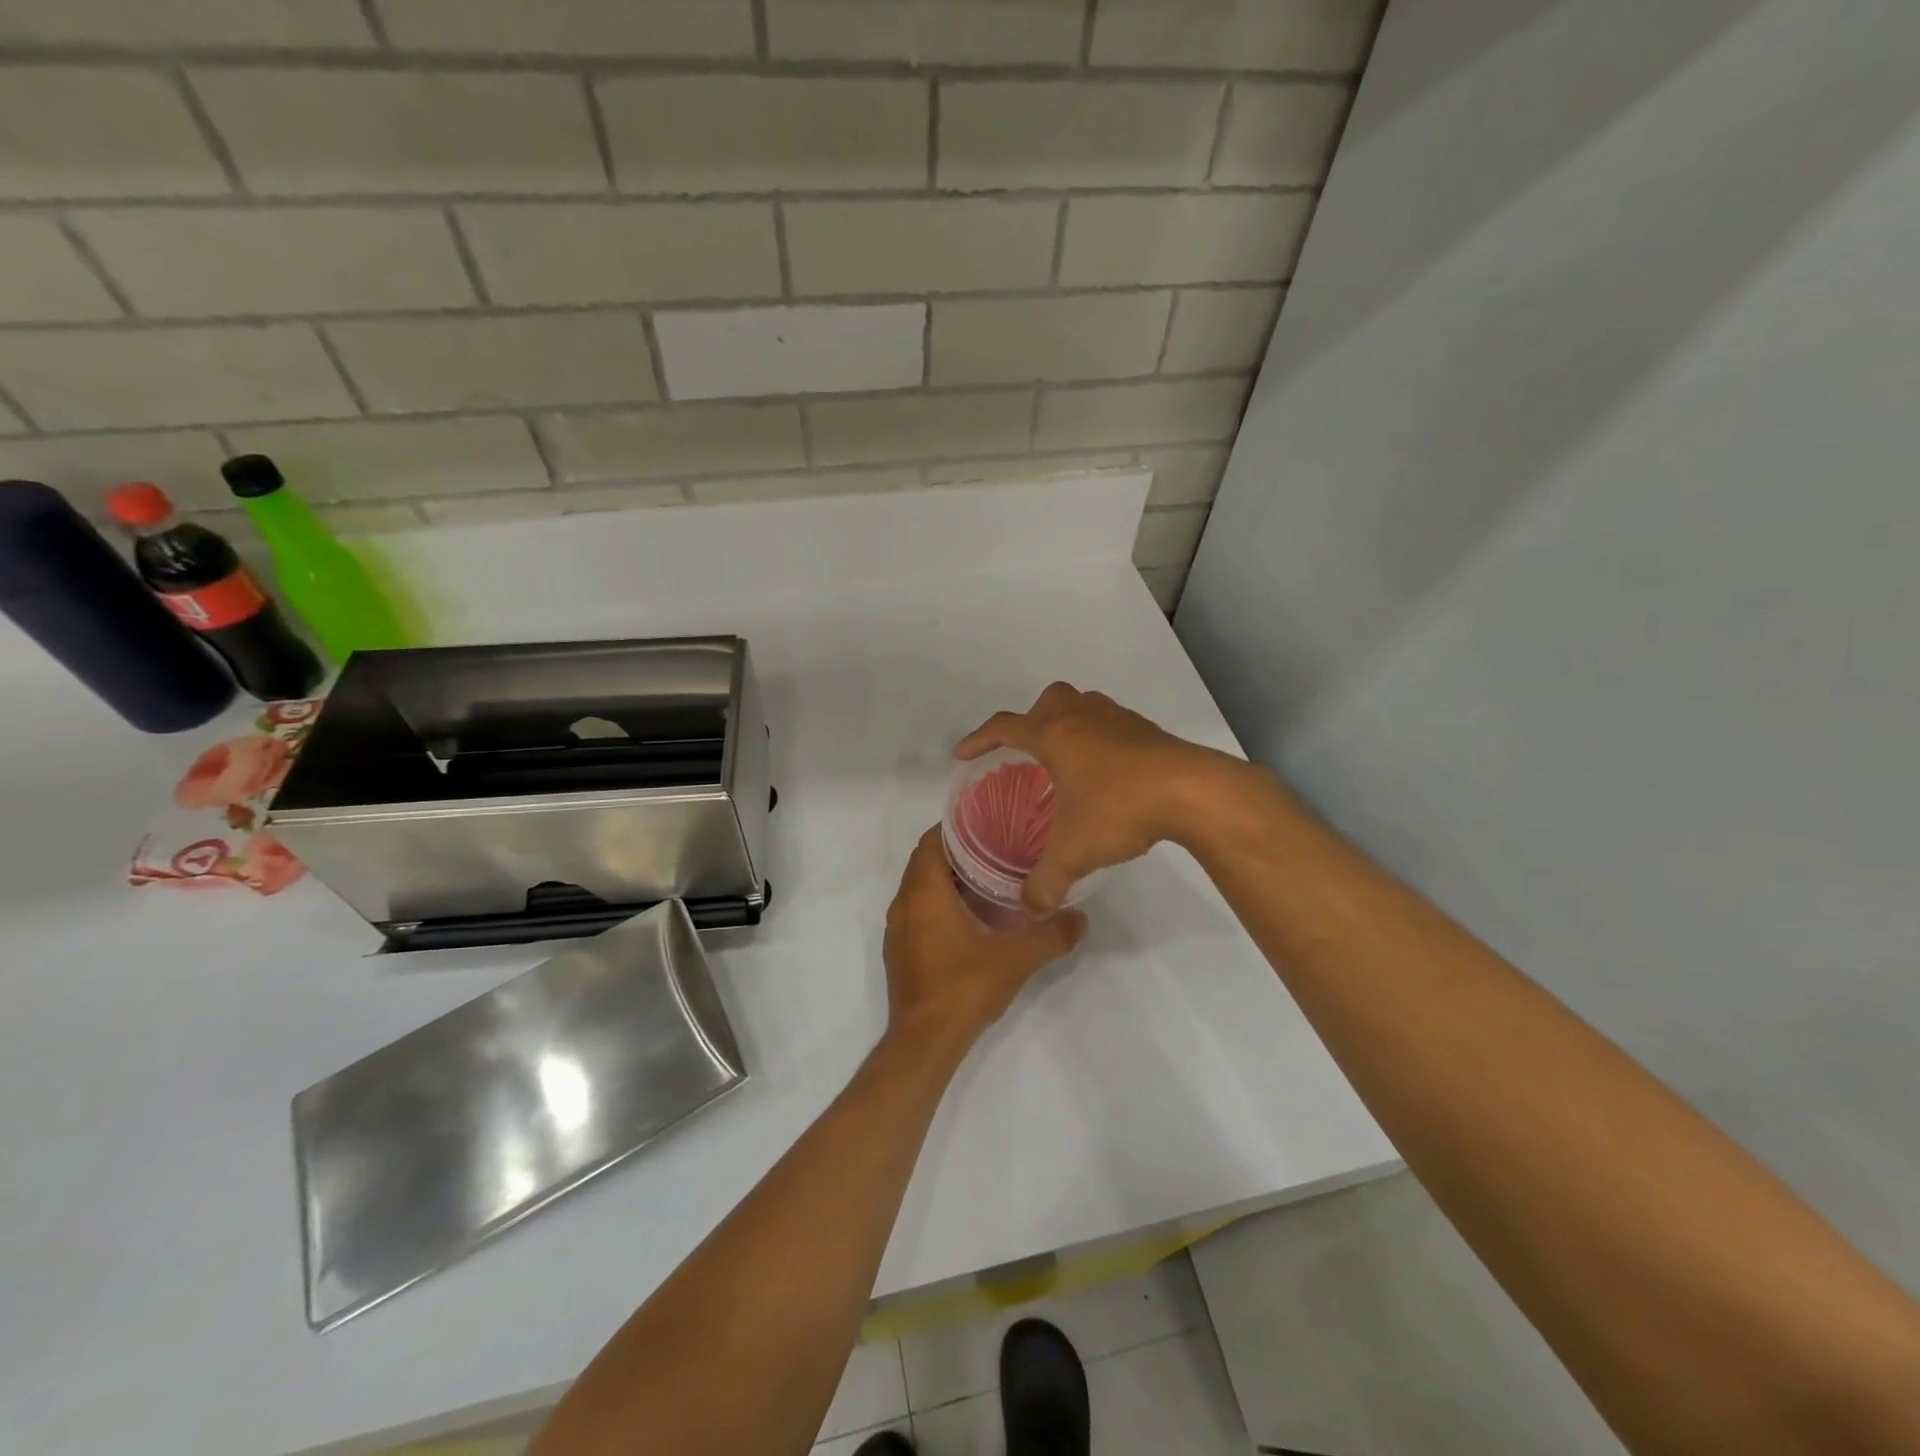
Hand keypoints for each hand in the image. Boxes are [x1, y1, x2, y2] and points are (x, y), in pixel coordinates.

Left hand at [884, 826, 1085, 1052]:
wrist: (925, 1042)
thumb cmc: (965, 988)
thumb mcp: (1017, 958)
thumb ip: (1051, 935)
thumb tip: (1080, 918)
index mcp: (924, 893)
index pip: (931, 840)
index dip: (957, 827)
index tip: (989, 824)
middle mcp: (904, 904)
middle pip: (926, 861)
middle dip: (958, 851)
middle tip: (997, 848)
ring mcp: (898, 929)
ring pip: (920, 887)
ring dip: (948, 879)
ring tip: (989, 878)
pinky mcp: (900, 950)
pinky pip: (917, 910)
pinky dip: (939, 903)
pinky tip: (970, 916)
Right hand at [956, 681, 1267, 913]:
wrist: (1192, 791)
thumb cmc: (1120, 808)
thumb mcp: (1075, 851)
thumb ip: (1047, 881)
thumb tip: (1030, 908)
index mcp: (1054, 735)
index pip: (1004, 727)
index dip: (979, 738)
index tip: (964, 754)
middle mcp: (1082, 717)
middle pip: (1047, 701)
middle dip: (1031, 720)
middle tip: (1028, 752)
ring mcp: (1118, 719)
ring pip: (1083, 705)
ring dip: (1069, 723)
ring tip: (1067, 760)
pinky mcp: (1147, 730)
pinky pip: (1111, 722)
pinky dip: (1100, 737)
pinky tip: (1108, 771)